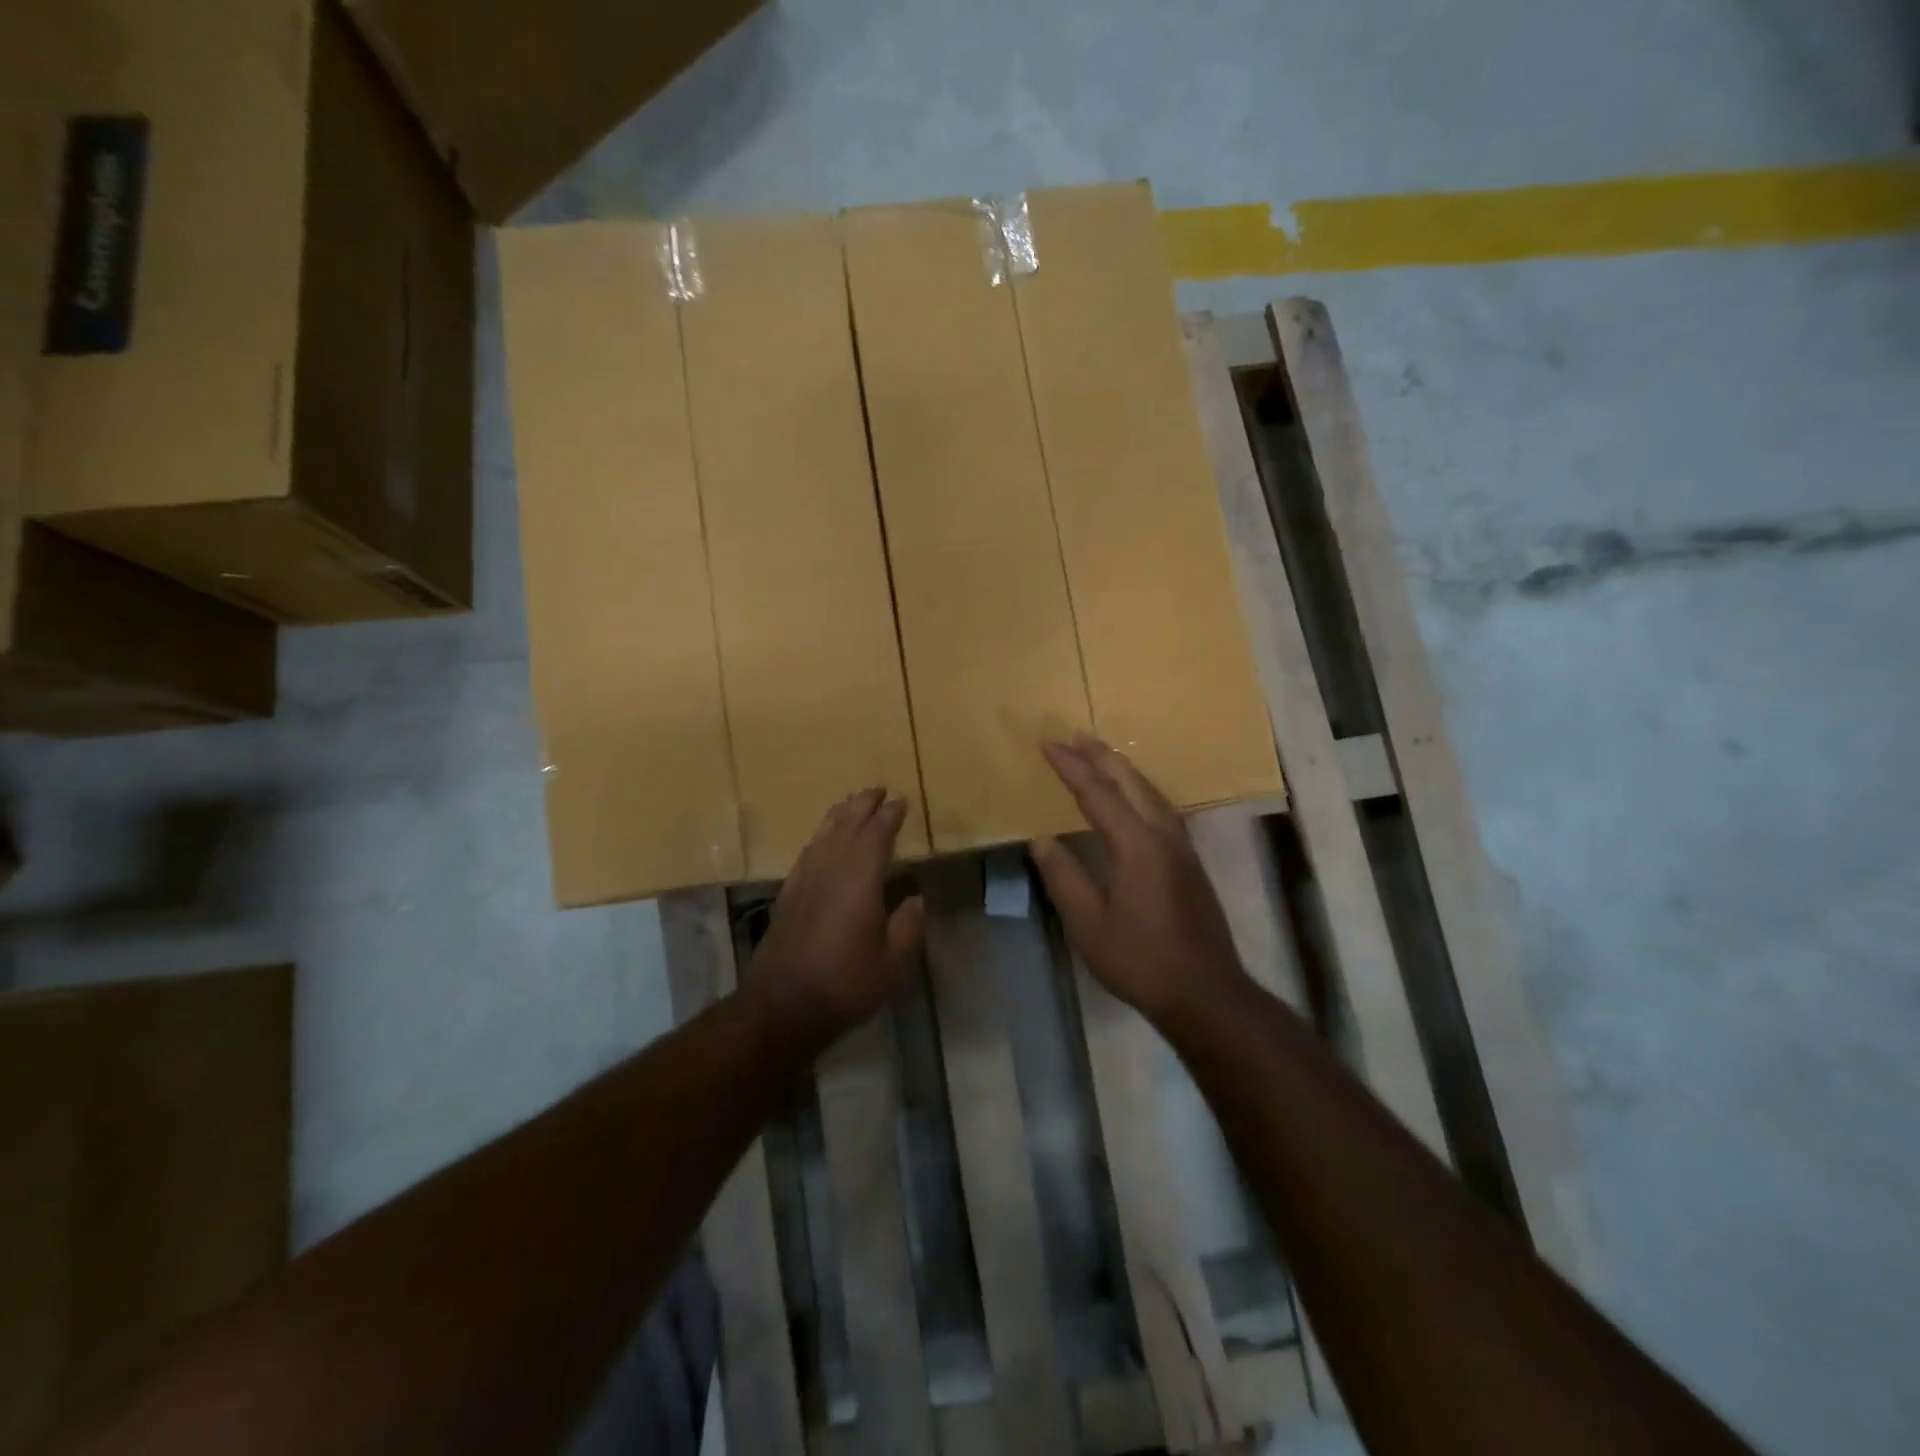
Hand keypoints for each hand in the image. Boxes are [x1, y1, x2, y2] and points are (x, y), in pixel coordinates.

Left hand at [750, 788, 925, 1044]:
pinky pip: (807, 851)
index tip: (901, 801)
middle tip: (878, 790)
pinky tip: (822, 840)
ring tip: (852, 802)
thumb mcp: (893, 964)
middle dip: (864, 805)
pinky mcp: (788, 894)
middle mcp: (830, 869)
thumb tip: (915, 898)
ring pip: (824, 834)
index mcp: (859, 879)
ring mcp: (805, 879)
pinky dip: (820, 836)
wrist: (783, 1005)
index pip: (877, 835)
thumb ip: (908, 926)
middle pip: (847, 825)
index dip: (890, 816)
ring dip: (840, 814)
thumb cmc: (845, 984)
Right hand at [1030, 735, 1247, 1025]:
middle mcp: (1164, 836)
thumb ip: (1064, 877)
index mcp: (1137, 845)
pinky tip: (1135, 798)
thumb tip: (1041, 840)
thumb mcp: (1089, 924)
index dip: (1071, 767)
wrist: (1205, 993)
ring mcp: (1182, 848)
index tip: (1048, 743)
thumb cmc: (1140, 960)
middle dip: (1101, 756)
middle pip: (1131, 782)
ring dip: (1125, 770)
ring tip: (1103, 755)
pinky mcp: (1191, 863)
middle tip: (1076, 734)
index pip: (1097, 793)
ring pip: (1152, 793)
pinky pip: (1162, 808)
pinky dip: (1141, 790)